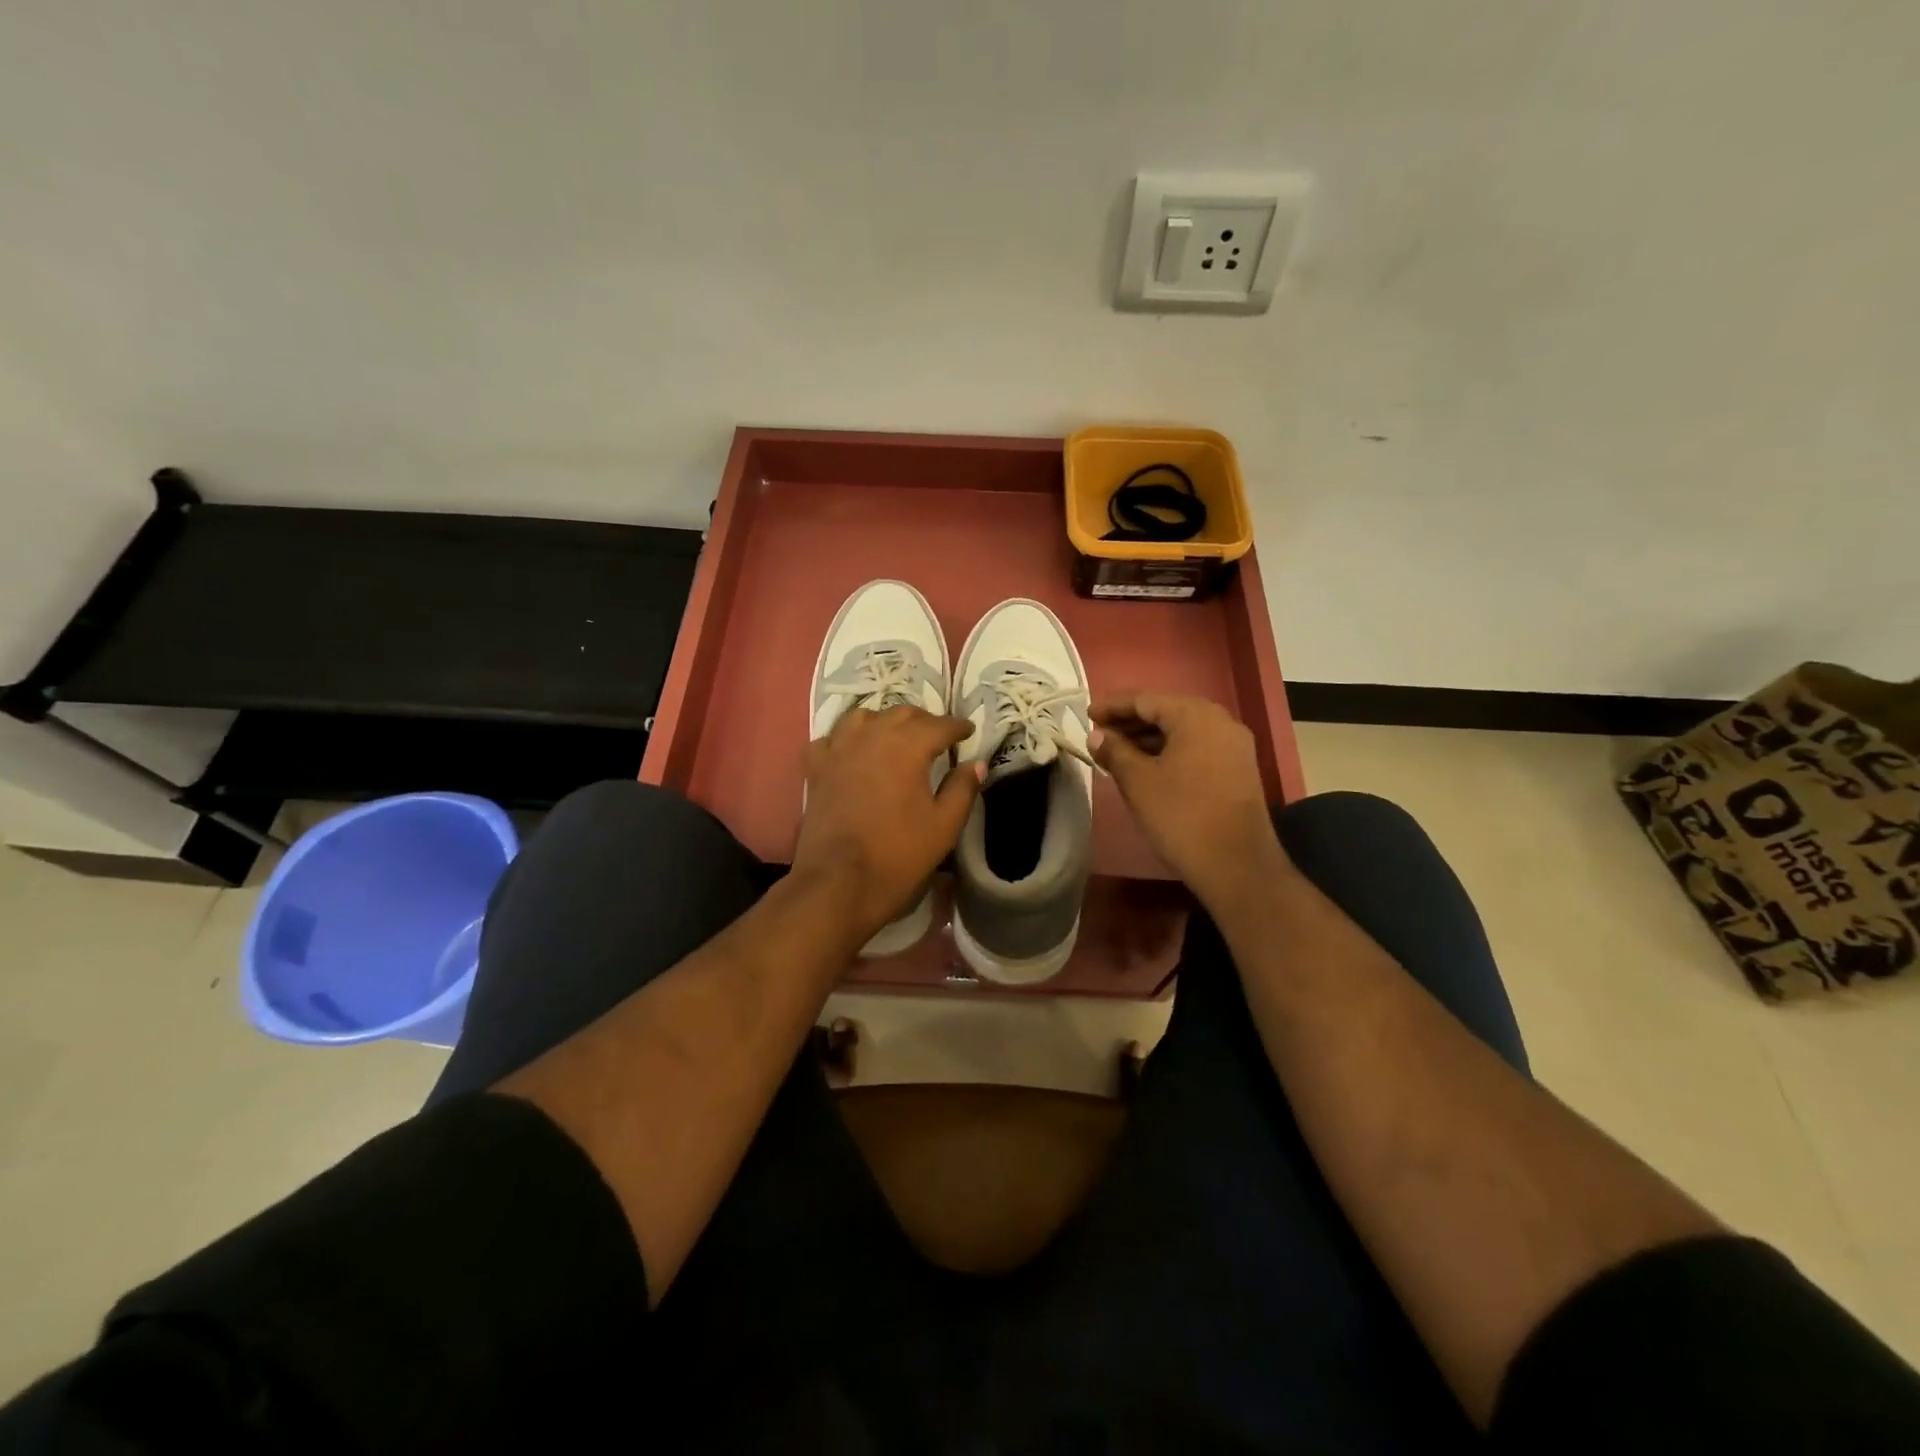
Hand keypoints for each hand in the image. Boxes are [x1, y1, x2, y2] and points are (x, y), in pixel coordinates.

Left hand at [794, 706, 979, 944]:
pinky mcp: (816, 768)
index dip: (958, 727)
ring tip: (895, 736)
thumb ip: (963, 789)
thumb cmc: (897, 854)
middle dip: (924, 721)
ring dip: (884, 721)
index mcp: (907, 746)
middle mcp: (871, 735)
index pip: (940, 725)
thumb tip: (975, 764)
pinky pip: (830, 739)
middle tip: (937, 736)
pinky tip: (851, 752)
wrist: (838, 882)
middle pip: (902, 713)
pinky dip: (845, 739)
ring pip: (863, 717)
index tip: (968, 731)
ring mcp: (838, 749)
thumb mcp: (944, 825)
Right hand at [1089, 692, 1285, 912]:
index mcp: (1196, 715)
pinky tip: (1146, 767)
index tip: (1087, 715)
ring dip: (1148, 738)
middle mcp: (1220, 721)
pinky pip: (1196, 748)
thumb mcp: (1138, 781)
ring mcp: (1234, 746)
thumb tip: (1097, 736)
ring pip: (1182, 731)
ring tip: (1116, 752)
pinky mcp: (1238, 770)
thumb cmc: (1181, 815)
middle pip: (1167, 711)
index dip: (1113, 706)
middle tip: (1099, 733)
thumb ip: (1115, 751)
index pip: (1146, 699)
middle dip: (1131, 721)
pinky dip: (1169, 751)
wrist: (1236, 864)